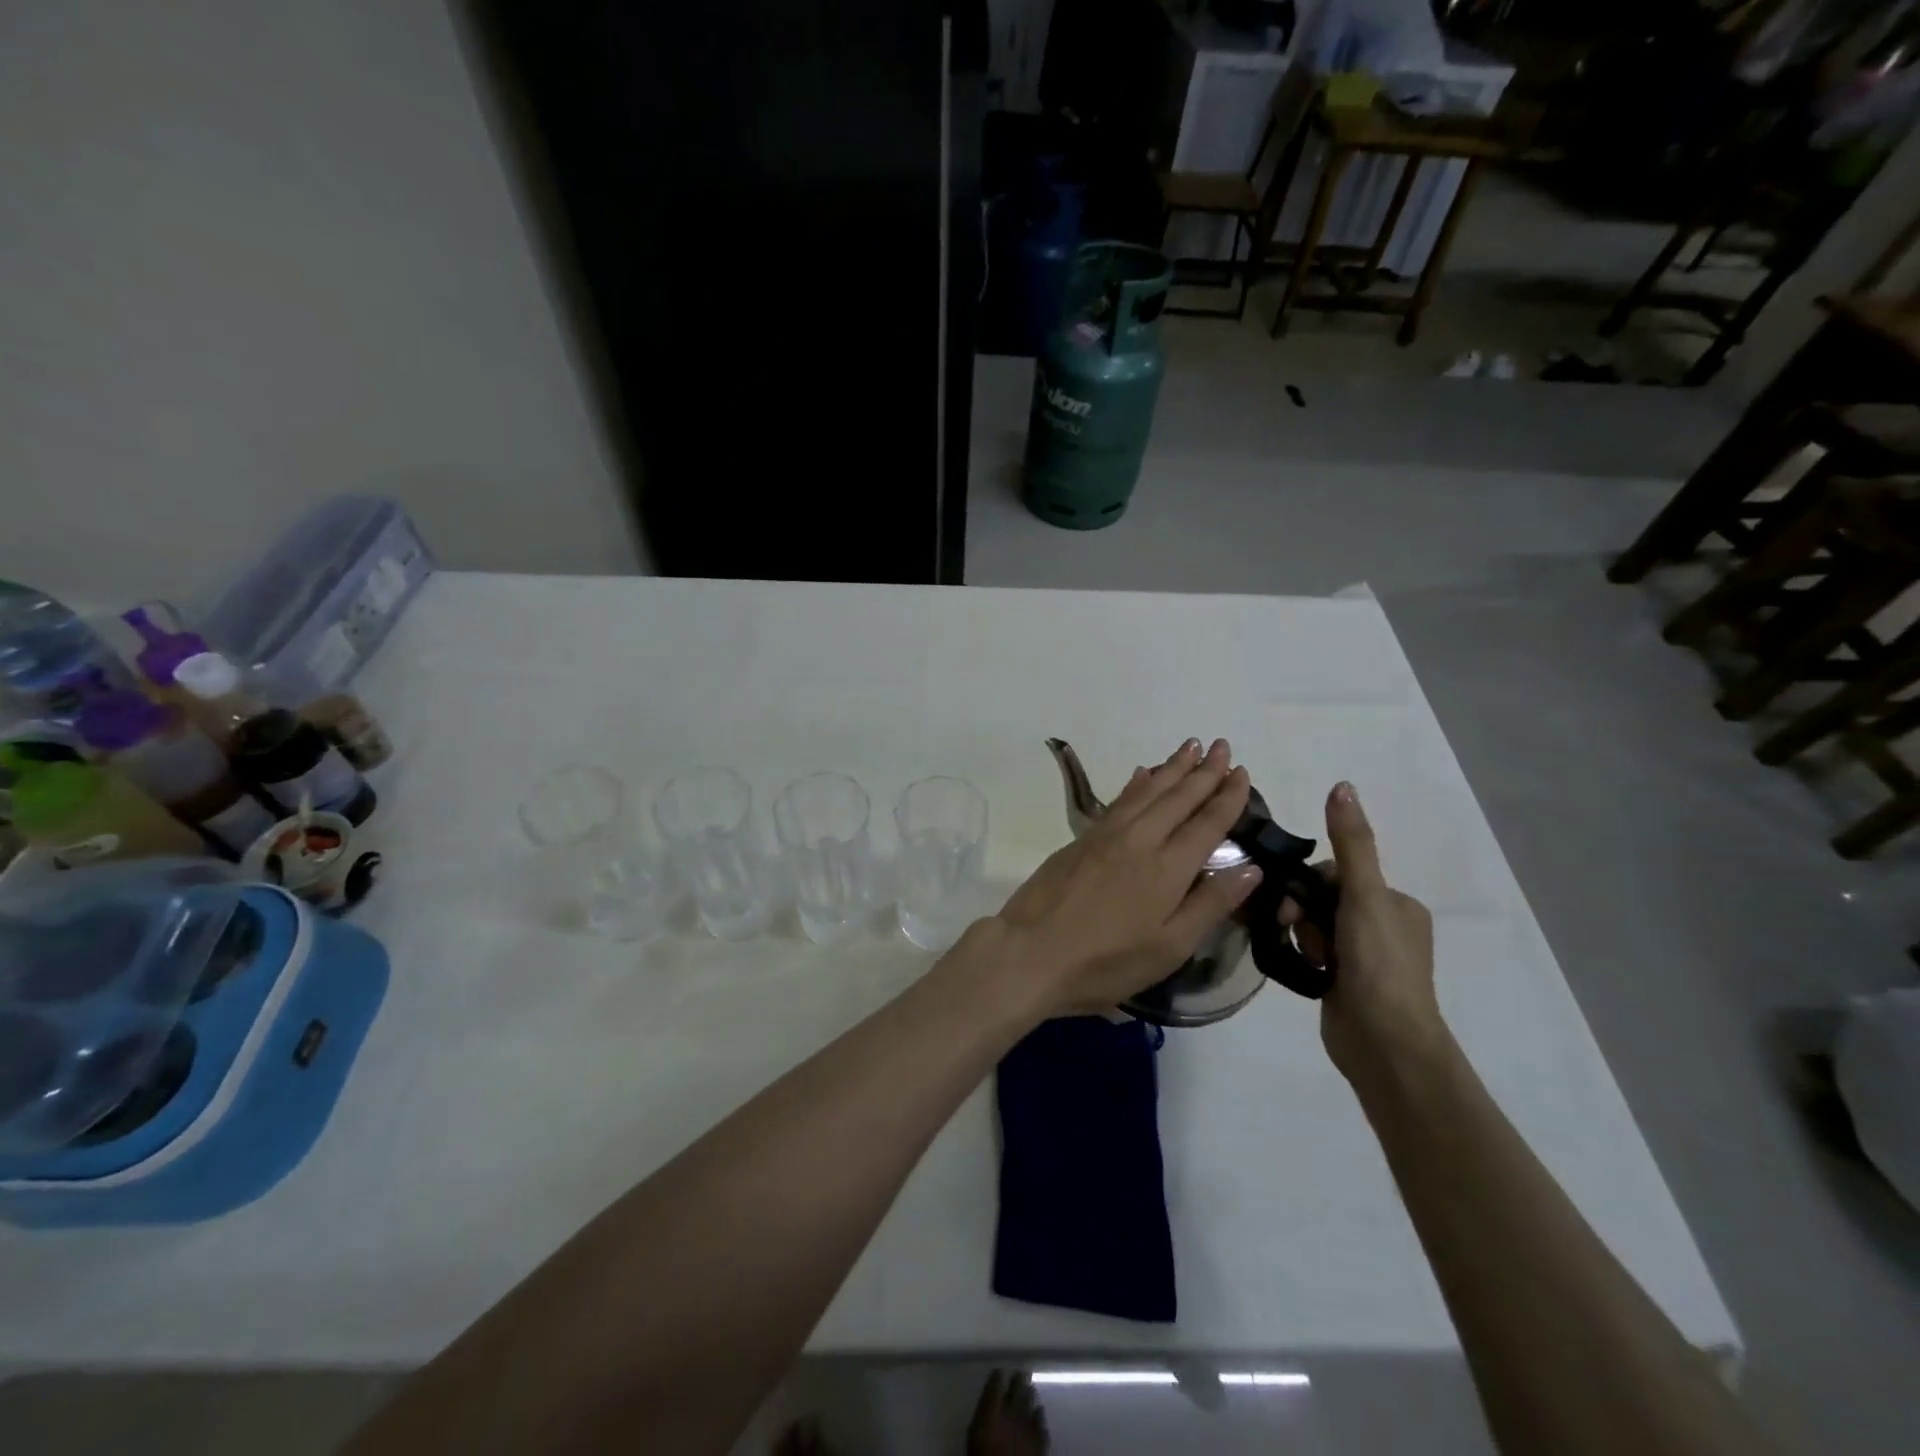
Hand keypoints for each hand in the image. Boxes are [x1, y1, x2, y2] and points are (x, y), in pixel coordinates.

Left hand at [983, 738, 1260, 1017]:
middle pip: (1178, 797)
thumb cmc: (1107, 961)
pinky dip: (1135, 783)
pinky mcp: (1081, 839)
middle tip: (1222, 745)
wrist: (1031, 952)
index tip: (1243, 772)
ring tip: (1190, 746)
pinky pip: (1119, 799)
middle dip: (1203, 770)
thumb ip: (1211, 904)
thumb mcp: (1170, 946)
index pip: (1206, 822)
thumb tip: (1252, 867)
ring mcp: (1106, 835)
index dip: (1227, 797)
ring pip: (1147, 791)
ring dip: (1171, 767)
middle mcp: (1140, 839)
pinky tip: (1141, 774)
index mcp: (1168, 867)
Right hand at [1279, 782, 1442, 1080]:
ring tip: (1306, 957)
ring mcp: (1364, 959)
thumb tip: (1343, 785)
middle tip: (1294, 929)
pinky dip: (1302, 956)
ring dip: (1301, 935)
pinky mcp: (1344, 984)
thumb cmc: (1379, 964)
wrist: (1385, 1044)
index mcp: (1397, 904)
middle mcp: (1384, 928)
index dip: (1313, 884)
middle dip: (1303, 911)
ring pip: (1313, 927)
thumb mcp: (1364, 896)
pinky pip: (1311, 954)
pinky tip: (1302, 969)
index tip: (1300, 903)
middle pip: (1322, 899)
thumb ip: (1351, 843)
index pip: (1339, 874)